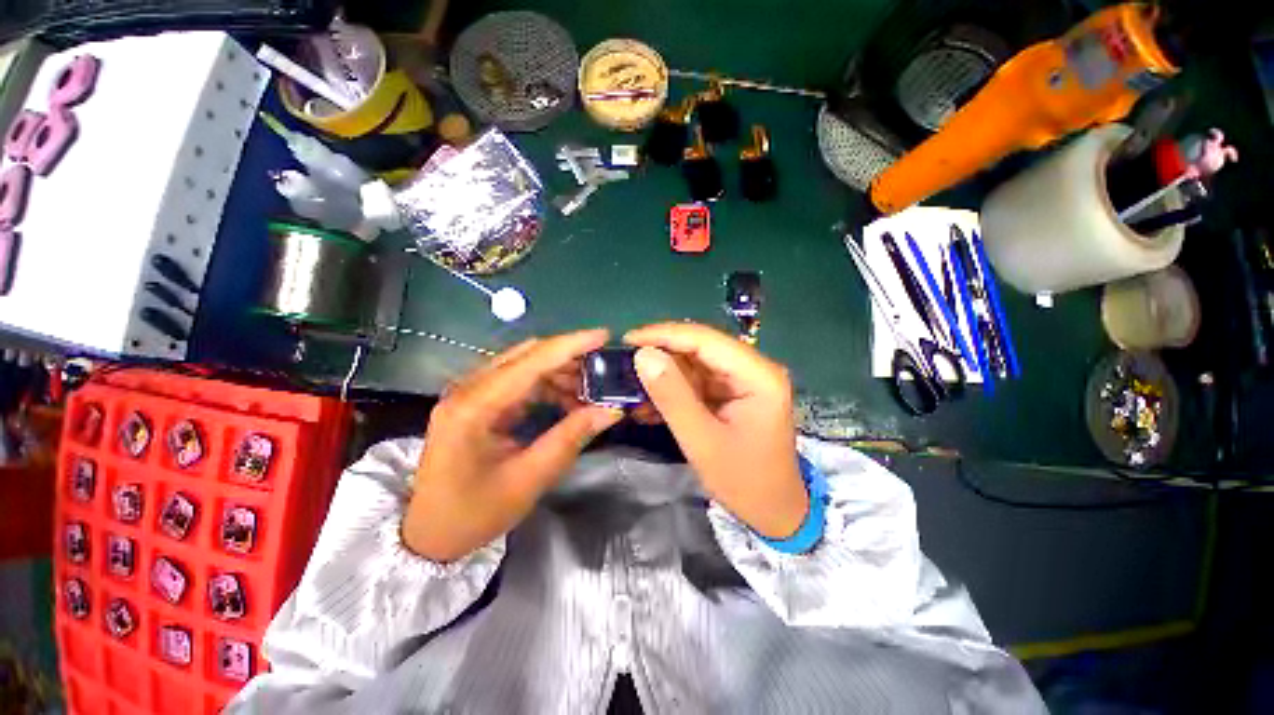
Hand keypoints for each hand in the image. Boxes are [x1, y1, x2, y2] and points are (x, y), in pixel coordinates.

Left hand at [403, 330, 622, 561]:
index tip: (604, 335)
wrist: (428, 534)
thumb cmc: (474, 513)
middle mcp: (468, 389)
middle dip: (569, 359)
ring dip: (560, 373)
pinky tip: (567, 400)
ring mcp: (470, 393)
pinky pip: (519, 381)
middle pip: (527, 356)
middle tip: (603, 371)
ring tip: (589, 392)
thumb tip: (611, 410)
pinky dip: (547, 386)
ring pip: (525, 365)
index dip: (571, 344)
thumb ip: (571, 438)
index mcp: (474, 406)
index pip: (531, 361)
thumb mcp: (529, 479)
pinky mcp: (477, 401)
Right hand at [625, 323, 807, 538]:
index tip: (628, 339)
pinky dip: (674, 389)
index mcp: (758, 375)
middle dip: (662, 353)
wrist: (774, 512)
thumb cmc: (744, 481)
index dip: (665, 334)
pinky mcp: (733, 392)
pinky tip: (651, 402)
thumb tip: (642, 355)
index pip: (706, 339)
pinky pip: (698, 380)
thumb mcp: (702, 442)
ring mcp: (744, 380)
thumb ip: (672, 397)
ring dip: (664, 373)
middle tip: (625, 363)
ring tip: (633, 385)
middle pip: (701, 347)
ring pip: (696, 362)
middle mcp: (754, 368)